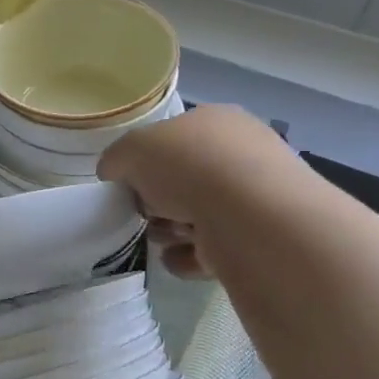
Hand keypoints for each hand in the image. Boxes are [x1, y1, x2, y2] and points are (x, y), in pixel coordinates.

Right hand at [97, 105, 295, 277]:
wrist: (250, 217)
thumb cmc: (188, 167)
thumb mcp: (131, 149)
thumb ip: (116, 159)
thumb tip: (115, 173)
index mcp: (216, 120)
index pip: (174, 137)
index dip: (146, 160)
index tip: (129, 182)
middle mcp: (243, 152)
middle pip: (185, 178)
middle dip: (158, 200)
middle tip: (143, 212)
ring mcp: (257, 197)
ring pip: (199, 213)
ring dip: (172, 229)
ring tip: (162, 237)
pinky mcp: (262, 238)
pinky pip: (214, 247)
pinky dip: (190, 256)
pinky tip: (176, 259)